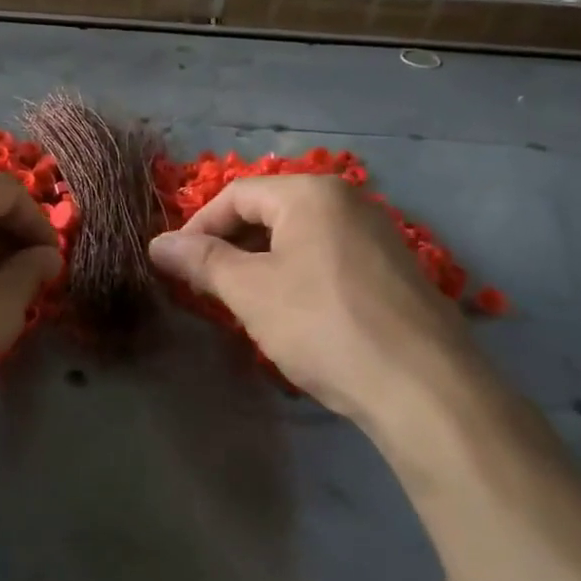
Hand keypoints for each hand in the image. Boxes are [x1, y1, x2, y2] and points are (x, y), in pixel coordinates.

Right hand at [148, 175, 485, 431]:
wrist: (424, 387)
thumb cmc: (323, 325)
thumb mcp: (250, 292)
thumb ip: (201, 262)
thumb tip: (157, 244)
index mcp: (312, 193)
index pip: (237, 195)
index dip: (198, 227)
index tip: (177, 265)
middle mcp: (349, 201)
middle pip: (270, 212)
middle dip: (231, 246)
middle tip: (207, 287)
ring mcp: (378, 235)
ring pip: (300, 238)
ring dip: (262, 264)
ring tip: (244, 303)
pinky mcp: (395, 271)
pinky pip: (329, 259)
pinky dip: (298, 277)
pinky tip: (293, 315)